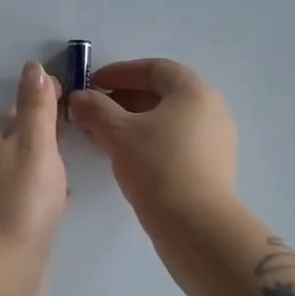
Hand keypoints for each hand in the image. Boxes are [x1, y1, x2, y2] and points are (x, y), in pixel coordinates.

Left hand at [0, 61, 69, 295]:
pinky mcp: (17, 228)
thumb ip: (36, 109)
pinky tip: (67, 194)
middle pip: (23, 137)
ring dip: (50, 156)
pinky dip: (50, 187)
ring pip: (30, 167)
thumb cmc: (20, 206)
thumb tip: (33, 66)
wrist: (0, 276)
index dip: (44, 97)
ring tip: (82, 150)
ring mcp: (5, 200)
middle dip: (48, 125)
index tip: (74, 89)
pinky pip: (36, 197)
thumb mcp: (34, 148)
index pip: (20, 110)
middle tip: (84, 119)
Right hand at [67, 58, 237, 221]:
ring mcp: (215, 139)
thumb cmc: (158, 167)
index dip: (120, 72)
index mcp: (193, 91)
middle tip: (93, 110)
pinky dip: (148, 140)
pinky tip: (124, 156)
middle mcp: (211, 109)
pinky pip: (175, 141)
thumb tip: (79, 97)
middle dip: (123, 99)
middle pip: (161, 93)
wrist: (198, 227)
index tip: (93, 83)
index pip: (154, 68)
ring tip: (102, 135)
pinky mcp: (212, 166)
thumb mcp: (118, 133)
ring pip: (167, 120)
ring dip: (132, 122)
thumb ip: (95, 108)